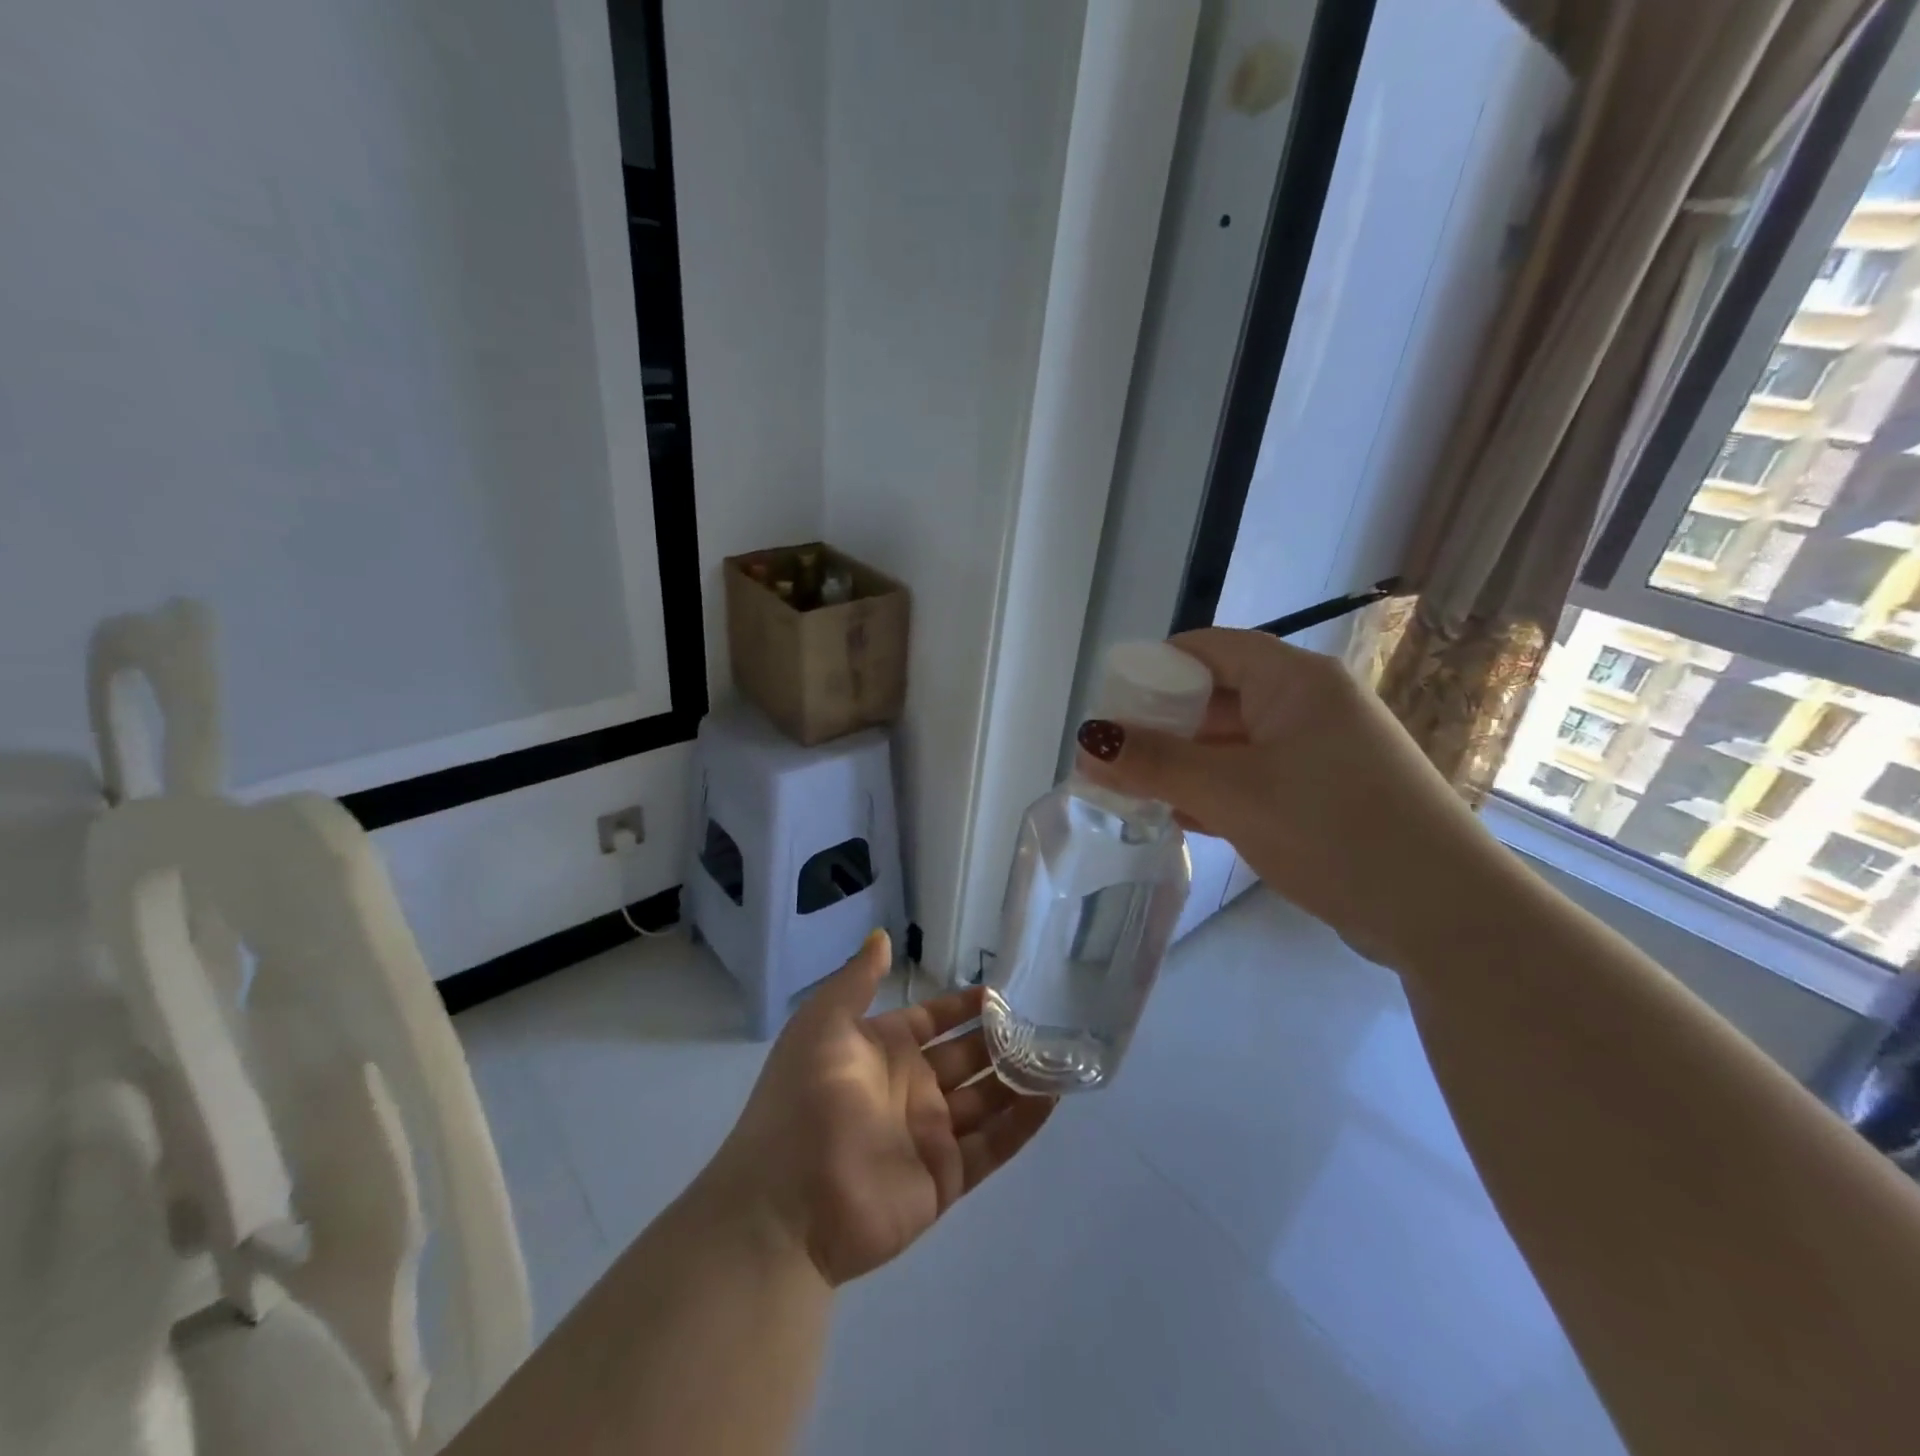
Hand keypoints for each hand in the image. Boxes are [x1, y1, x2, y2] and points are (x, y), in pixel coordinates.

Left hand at [700, 930, 1055, 1286]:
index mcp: (882, 1051)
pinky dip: (1022, 1124)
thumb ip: (858, 981)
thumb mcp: (823, 1024)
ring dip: (1018, 1079)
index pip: (933, 1021)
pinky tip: (1052, 1098)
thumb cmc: (804, 1099)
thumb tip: (882, 936)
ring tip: (1059, 1056)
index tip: (999, 992)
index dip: (962, 1007)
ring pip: (985, 1100)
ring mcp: (929, 1135)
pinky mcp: (944, 1178)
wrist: (784, 1203)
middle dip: (1000, 1040)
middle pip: (965, 1058)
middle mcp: (910, 1089)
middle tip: (1042, 1023)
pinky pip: (992, 1146)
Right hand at [1074, 628, 1517, 968]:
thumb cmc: (1333, 829)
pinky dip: (1213, 789)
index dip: (1152, 668)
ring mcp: (1319, 750)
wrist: (1444, 912)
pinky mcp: (1323, 793)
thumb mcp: (1231, 792)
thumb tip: (1087, 744)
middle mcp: (1308, 703)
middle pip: (1216, 695)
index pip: (1207, 649)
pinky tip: (1176, 815)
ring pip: (1232, 741)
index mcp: (1293, 680)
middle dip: (1159, 723)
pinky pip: (1253, 775)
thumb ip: (1155, 764)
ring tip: (1129, 788)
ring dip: (1182, 762)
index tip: (1108, 703)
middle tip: (1109, 755)